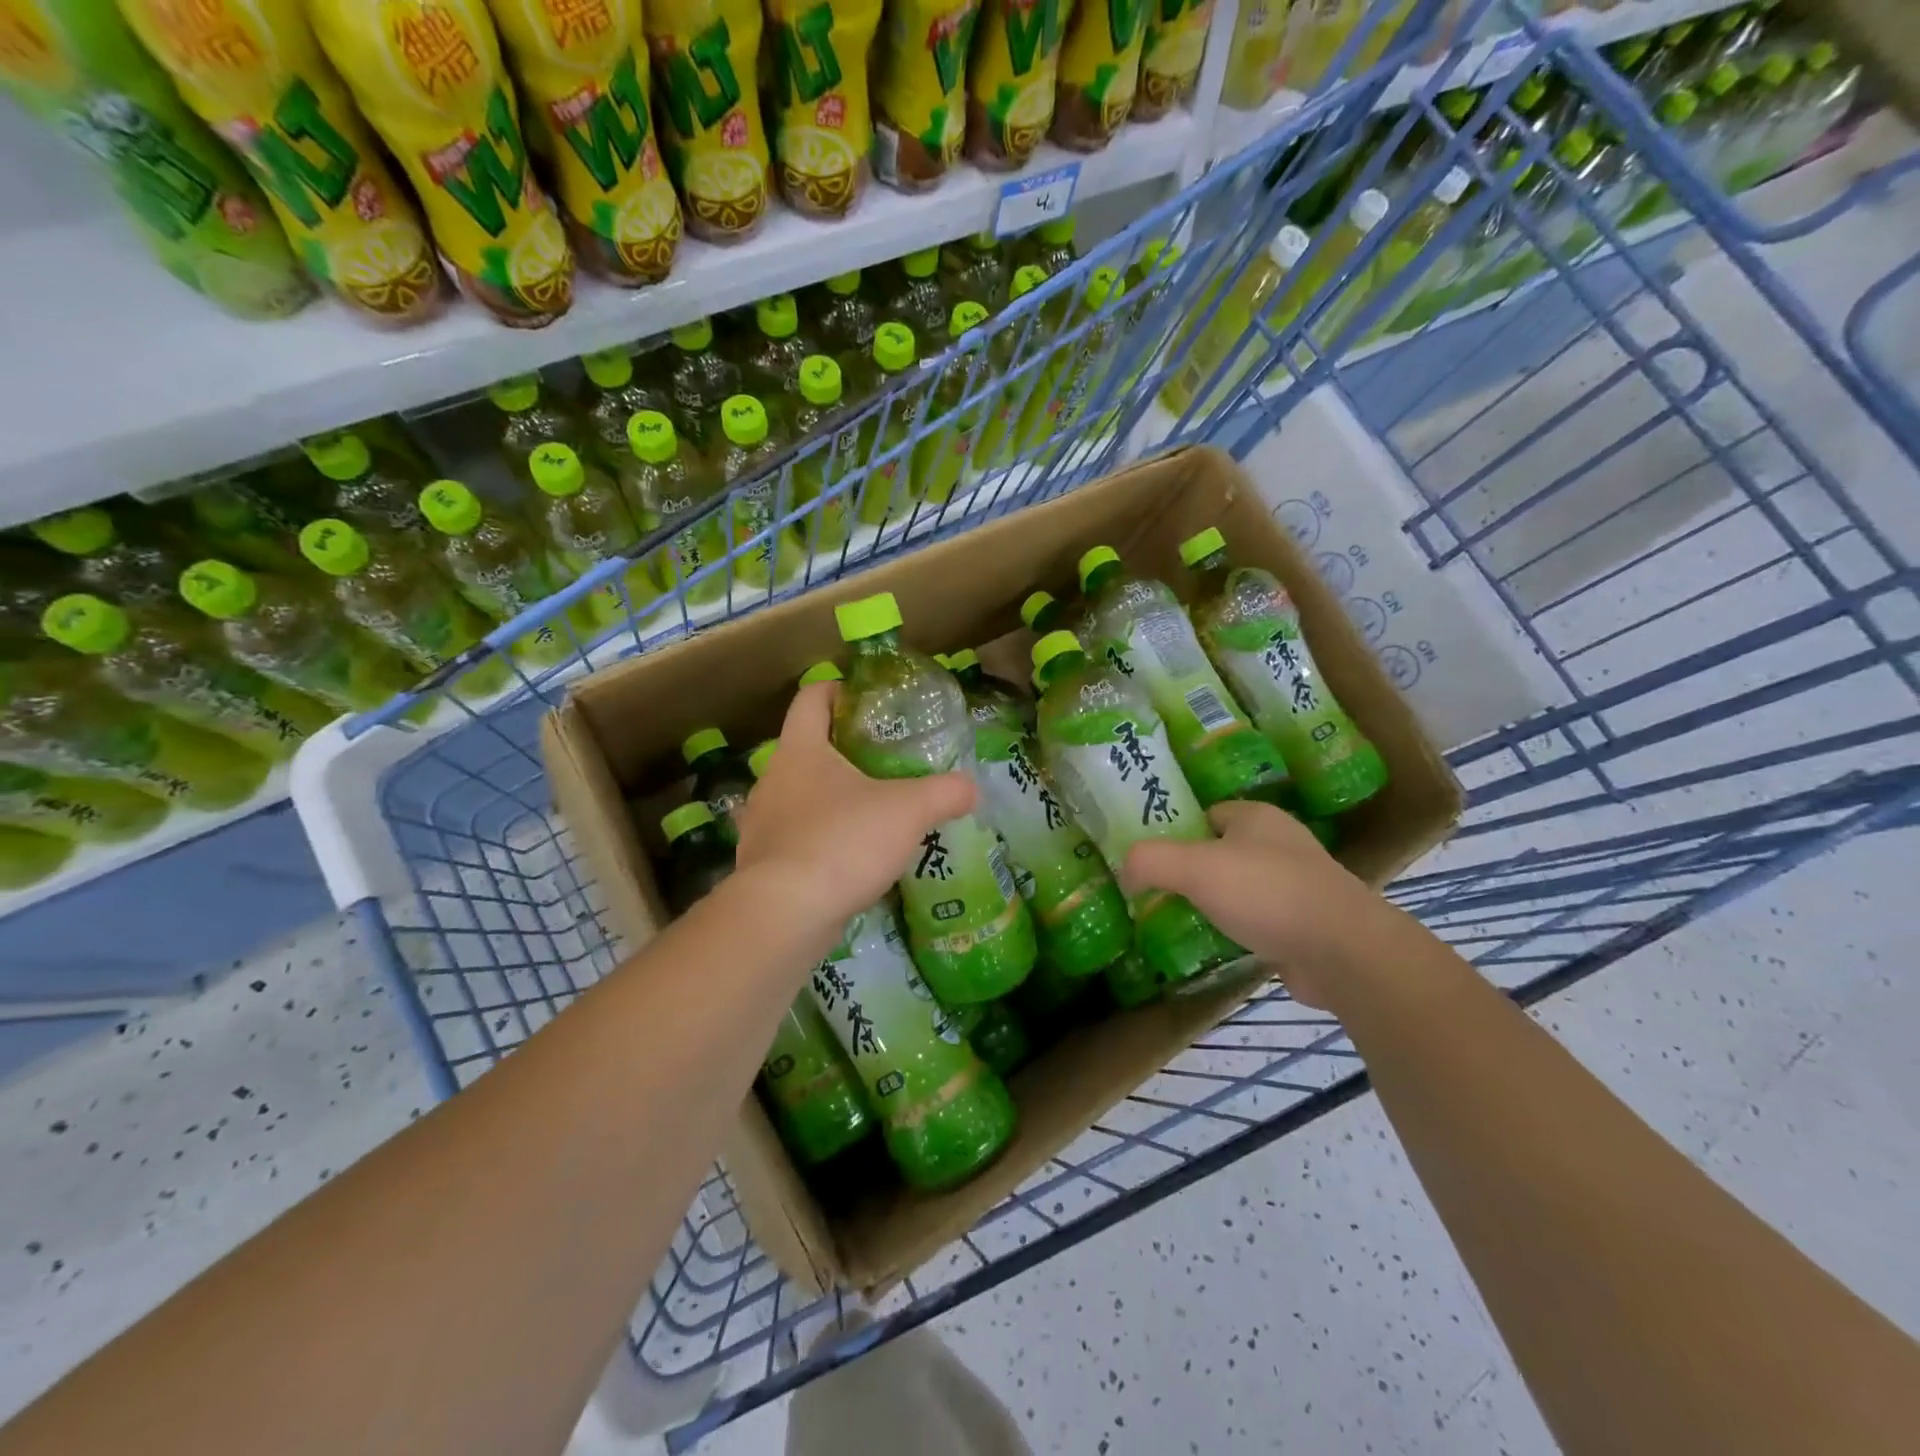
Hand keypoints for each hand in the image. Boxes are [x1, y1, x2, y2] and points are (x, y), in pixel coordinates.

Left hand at [733, 682, 975, 957]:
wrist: (785, 914)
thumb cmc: (843, 841)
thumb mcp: (908, 811)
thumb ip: (945, 792)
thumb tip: (972, 787)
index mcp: (800, 749)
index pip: (811, 698)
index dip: (838, 690)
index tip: (866, 701)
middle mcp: (772, 778)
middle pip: (806, 748)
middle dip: (842, 750)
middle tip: (884, 762)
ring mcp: (761, 823)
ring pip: (798, 796)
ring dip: (829, 798)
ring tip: (870, 813)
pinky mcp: (761, 863)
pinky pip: (794, 838)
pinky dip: (819, 840)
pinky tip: (848, 858)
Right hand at [1119, 799, 1397, 1009]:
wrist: (1342, 951)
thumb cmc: (1267, 893)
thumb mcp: (1195, 867)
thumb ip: (1151, 860)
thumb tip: (1125, 870)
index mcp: (1256, 816)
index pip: (1205, 814)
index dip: (1174, 832)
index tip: (1148, 859)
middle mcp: (1279, 843)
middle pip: (1220, 851)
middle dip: (1190, 871)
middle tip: (1156, 892)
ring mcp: (1296, 884)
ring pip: (1239, 887)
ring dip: (1213, 902)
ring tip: (1177, 920)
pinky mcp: (1304, 924)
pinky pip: (1257, 919)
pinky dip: (1236, 930)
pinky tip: (1215, 945)